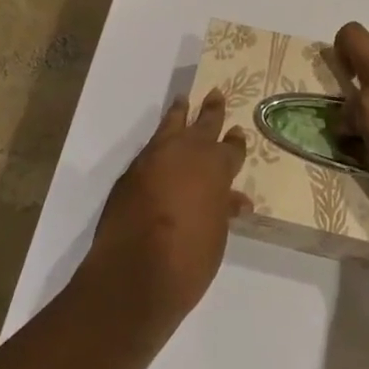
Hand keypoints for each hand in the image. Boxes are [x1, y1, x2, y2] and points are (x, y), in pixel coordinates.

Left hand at [80, 93, 250, 329]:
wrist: (134, 273)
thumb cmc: (188, 259)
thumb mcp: (216, 235)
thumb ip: (223, 210)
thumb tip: (235, 200)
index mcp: (216, 166)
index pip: (231, 148)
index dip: (235, 142)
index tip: (237, 132)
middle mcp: (187, 152)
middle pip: (204, 124)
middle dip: (212, 110)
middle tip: (215, 94)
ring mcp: (156, 157)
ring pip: (171, 124)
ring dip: (180, 113)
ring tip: (182, 101)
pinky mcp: (132, 171)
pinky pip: (152, 146)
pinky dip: (160, 139)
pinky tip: (161, 143)